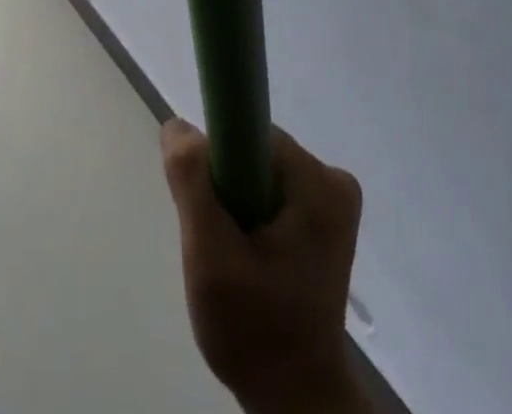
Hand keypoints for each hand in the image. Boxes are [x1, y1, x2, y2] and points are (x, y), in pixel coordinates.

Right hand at [162, 121, 370, 413]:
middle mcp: (333, 181)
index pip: (248, 135)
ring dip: (234, 206)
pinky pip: (270, 192)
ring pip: (257, 172)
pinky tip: (247, 260)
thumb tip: (178, 125)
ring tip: (233, 259)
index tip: (210, 208)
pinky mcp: (325, 221)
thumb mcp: (210, 257)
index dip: (218, 163)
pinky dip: (249, 216)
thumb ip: (192, 183)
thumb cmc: (255, 330)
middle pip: (253, 153)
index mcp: (319, 183)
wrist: (295, 400)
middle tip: (217, 243)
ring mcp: (332, 202)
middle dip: (225, 189)